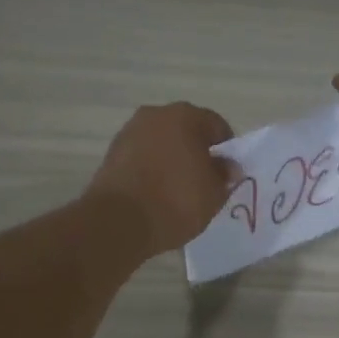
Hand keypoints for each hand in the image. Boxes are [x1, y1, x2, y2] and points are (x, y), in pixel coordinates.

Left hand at [85, 102, 237, 257]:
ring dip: (171, 158)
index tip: (226, 174)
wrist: (118, 222)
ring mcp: (129, 132)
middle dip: (196, 151)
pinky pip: (142, 157)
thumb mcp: (214, 193)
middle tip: (203, 180)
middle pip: (186, 130)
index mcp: (185, 116)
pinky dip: (151, 168)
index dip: (226, 150)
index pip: (216, 126)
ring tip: (177, 189)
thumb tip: (227, 166)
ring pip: (161, 142)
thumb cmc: (176, 201)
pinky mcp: (111, 153)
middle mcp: (155, 115)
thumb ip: (224, 174)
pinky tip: (156, 192)